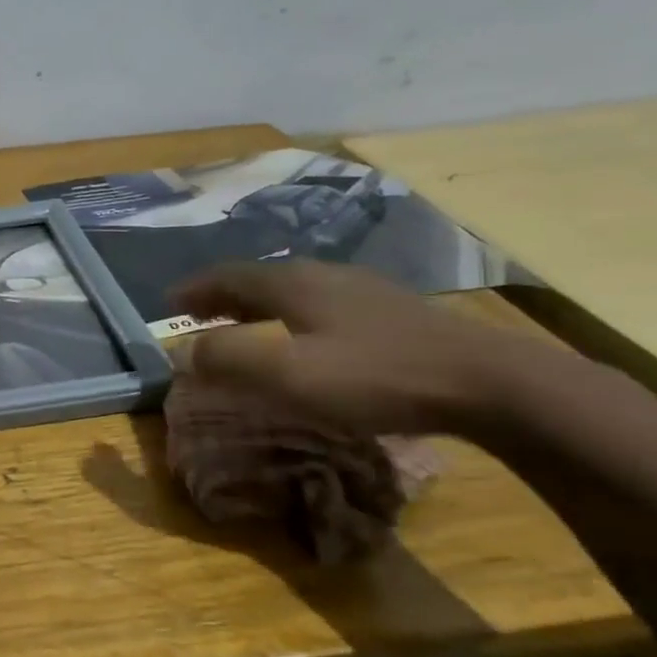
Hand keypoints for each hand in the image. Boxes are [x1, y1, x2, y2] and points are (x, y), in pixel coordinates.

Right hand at [171, 260, 538, 435]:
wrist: (488, 381)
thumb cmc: (376, 375)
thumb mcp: (289, 374)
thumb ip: (228, 359)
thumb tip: (183, 351)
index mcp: (293, 283)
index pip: (228, 276)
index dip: (195, 289)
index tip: (168, 303)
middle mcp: (323, 275)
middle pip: (259, 278)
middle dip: (222, 294)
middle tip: (197, 314)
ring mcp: (362, 290)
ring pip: (292, 289)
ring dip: (257, 304)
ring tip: (242, 323)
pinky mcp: (391, 312)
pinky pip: (320, 303)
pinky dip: (291, 314)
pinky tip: (304, 335)